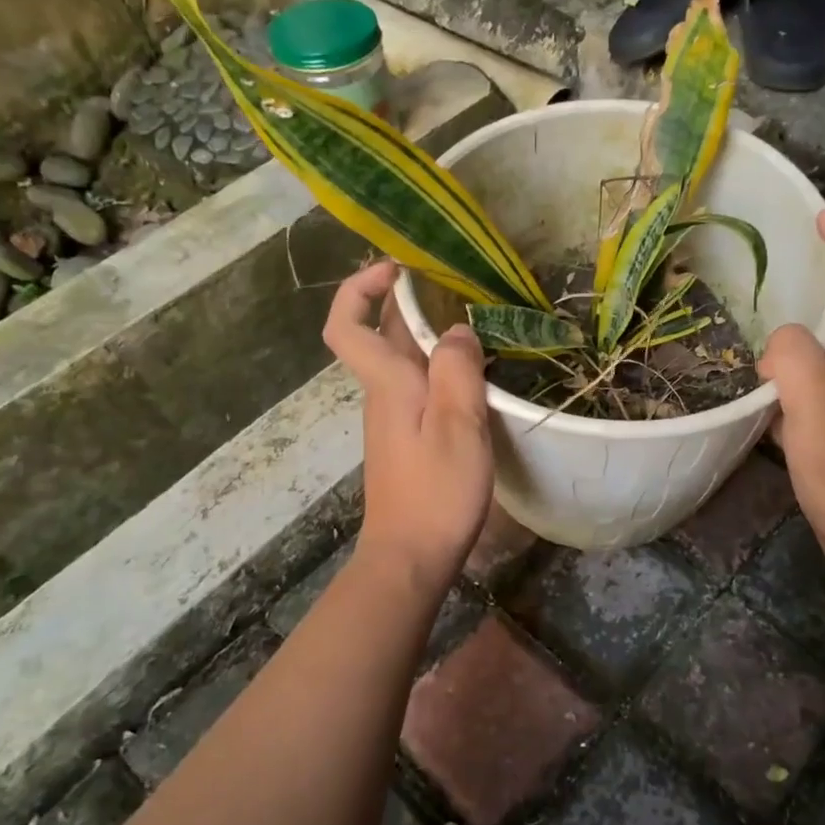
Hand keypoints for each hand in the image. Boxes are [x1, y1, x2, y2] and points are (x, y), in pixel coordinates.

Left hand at [323, 261, 493, 589]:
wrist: (411, 555)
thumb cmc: (435, 491)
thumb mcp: (457, 425)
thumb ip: (457, 369)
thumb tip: (457, 328)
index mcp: (387, 383)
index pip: (348, 324)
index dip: (360, 288)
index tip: (397, 268)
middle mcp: (382, 394)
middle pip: (382, 335)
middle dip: (410, 302)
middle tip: (458, 286)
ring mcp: (393, 418)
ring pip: (403, 361)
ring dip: (429, 334)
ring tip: (476, 324)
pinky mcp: (407, 439)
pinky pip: (418, 387)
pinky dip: (440, 368)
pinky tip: (474, 377)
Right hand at [759, 211, 824, 580]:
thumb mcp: (815, 399)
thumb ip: (792, 355)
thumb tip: (774, 348)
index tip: (822, 216)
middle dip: (818, 285)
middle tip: (776, 274)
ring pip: (818, 356)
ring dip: (792, 340)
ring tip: (754, 334)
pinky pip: (805, 392)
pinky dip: (782, 385)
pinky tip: (756, 398)